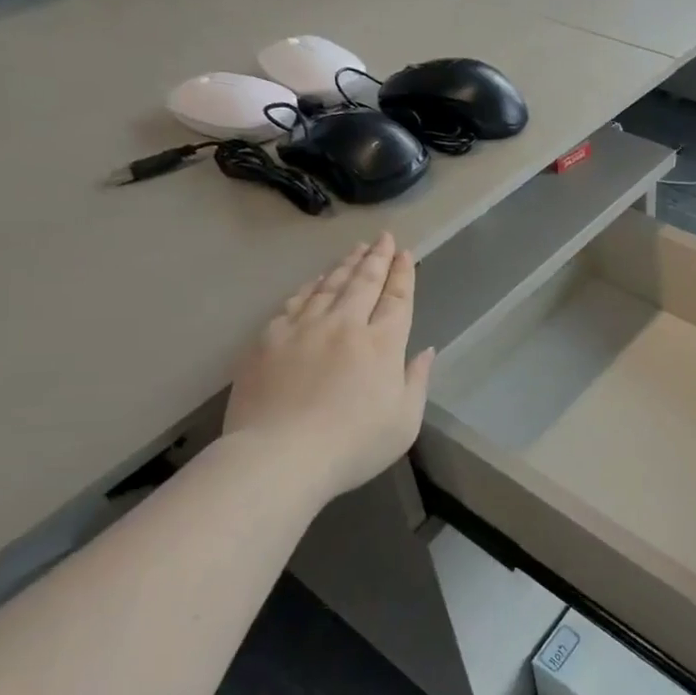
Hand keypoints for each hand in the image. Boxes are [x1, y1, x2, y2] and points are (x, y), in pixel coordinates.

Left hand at [223, 234, 434, 498]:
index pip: (397, 299)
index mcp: (382, 344)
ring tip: (356, 249)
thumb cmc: (352, 445)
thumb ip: (417, 381)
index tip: (404, 253)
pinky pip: (295, 301)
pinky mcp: (270, 339)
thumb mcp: (404, 422)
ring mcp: (304, 328)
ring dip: (345, 265)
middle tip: (383, 237)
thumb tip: (426, 350)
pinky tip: (316, 280)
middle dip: (377, 257)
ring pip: (329, 286)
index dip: (402, 274)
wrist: (280, 457)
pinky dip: (310, 286)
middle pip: (364, 282)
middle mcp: (345, 325)